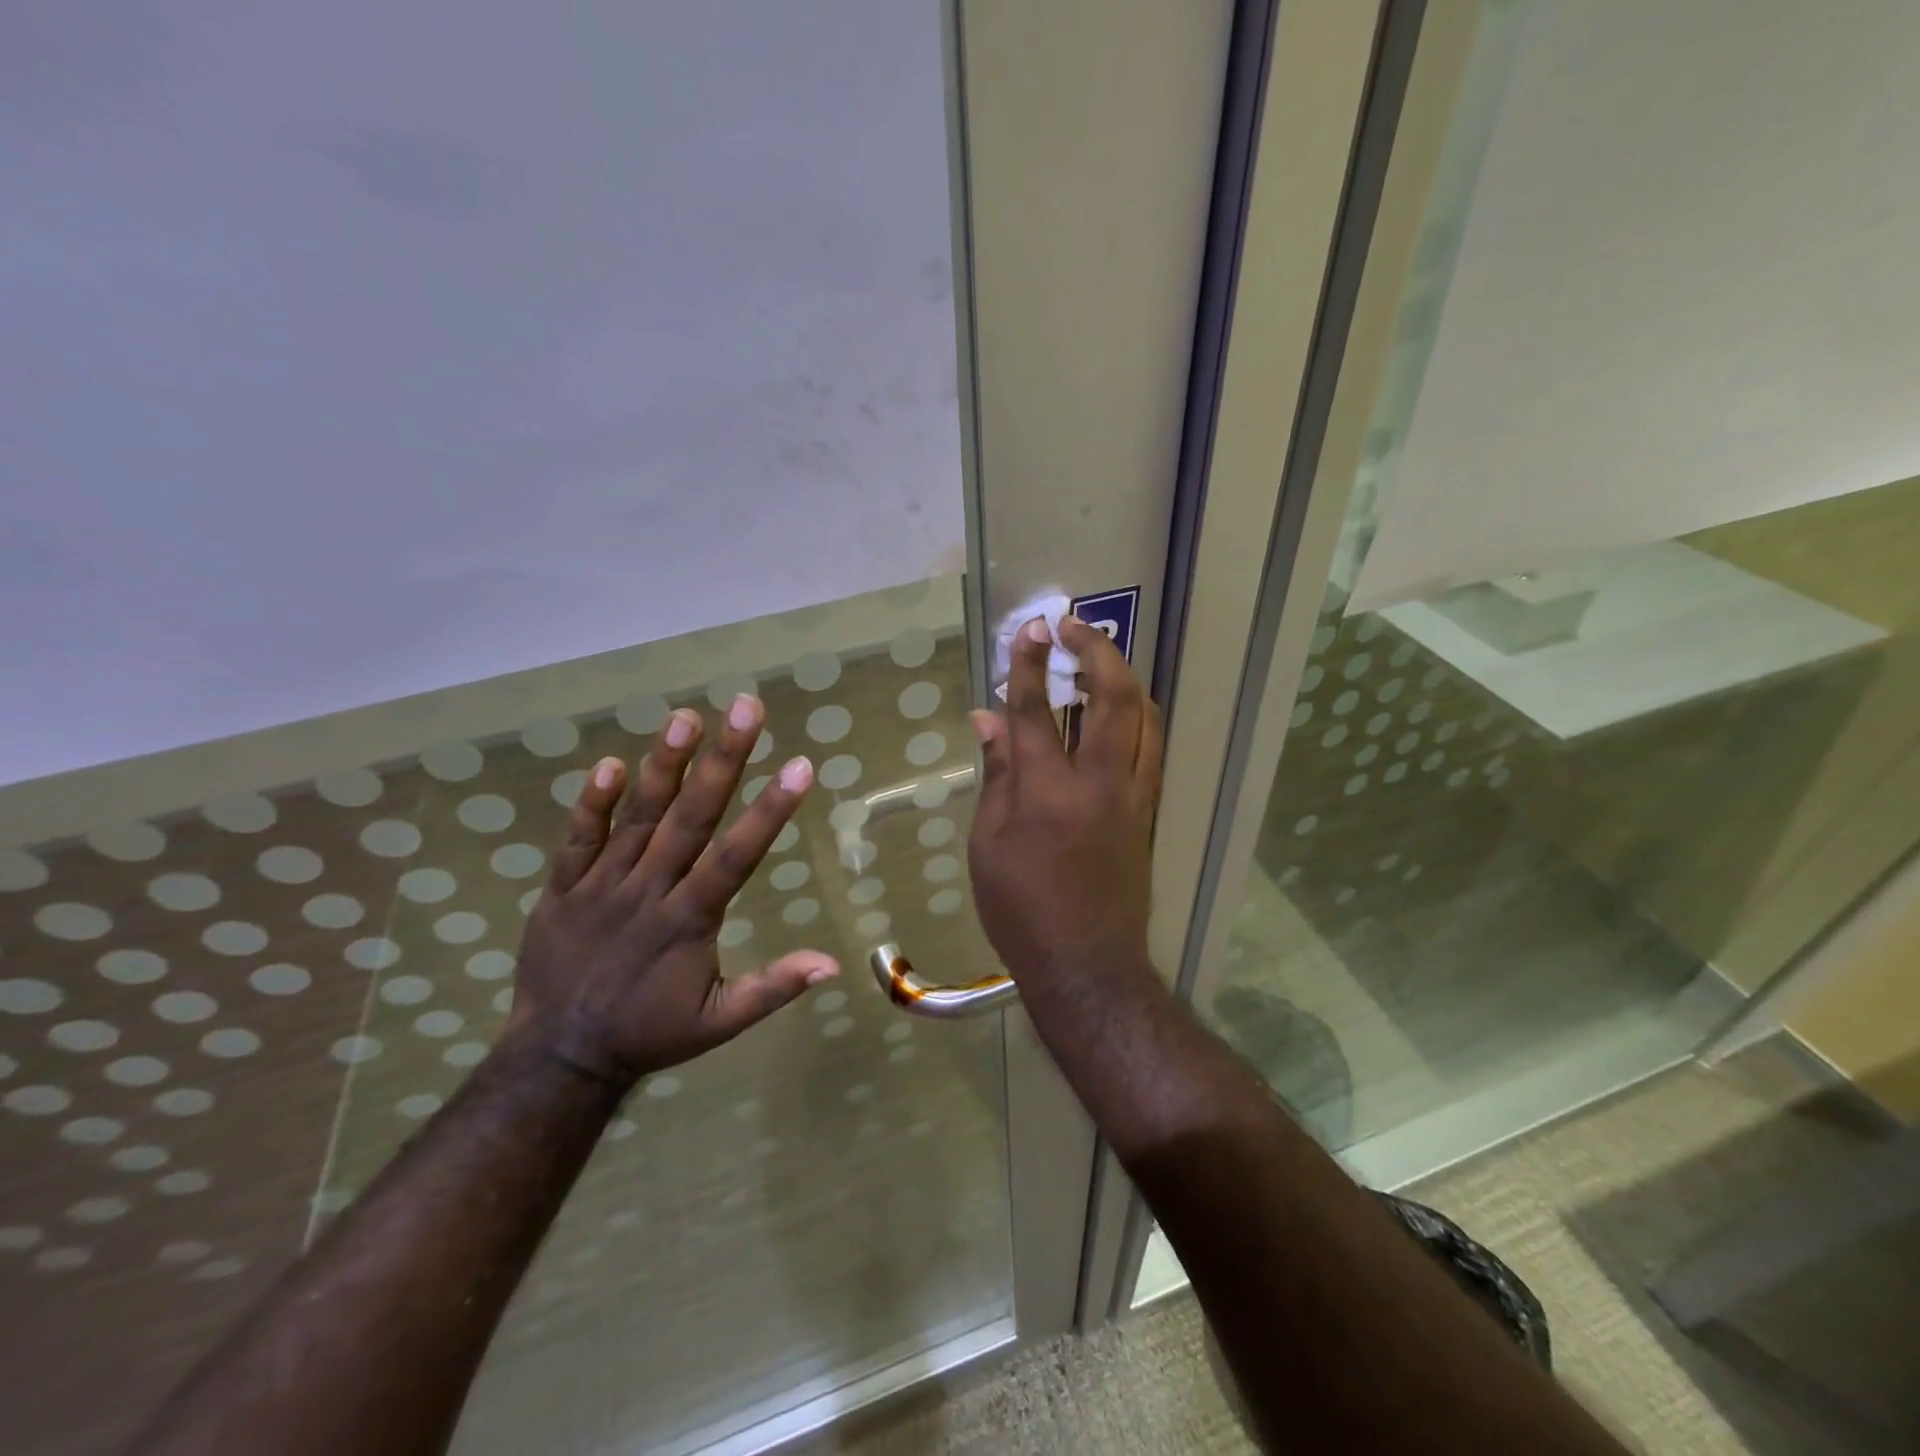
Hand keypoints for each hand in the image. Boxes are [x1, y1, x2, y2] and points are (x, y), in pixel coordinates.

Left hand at [503, 695, 837, 1088]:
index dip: (770, 810)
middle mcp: (648, 892)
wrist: (558, 1057)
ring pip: (637, 818)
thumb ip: (773, 987)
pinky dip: (592, 804)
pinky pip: (577, 840)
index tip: (799, 766)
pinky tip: (611, 764)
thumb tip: (833, 963)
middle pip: (691, 818)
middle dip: (724, 761)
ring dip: (664, 766)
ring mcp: (601, 887)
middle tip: (746, 708)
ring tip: (686, 718)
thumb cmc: (649, 1032)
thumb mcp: (720, 1022)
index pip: (737, 856)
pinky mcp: (562, 889)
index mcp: (689, 921)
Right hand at [967, 616, 1163, 994]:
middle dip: (1095, 651)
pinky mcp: (1148, 810)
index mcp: (1046, 792)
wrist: (1085, 963)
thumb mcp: (987, 843)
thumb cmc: (1020, 909)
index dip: (1028, 664)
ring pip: (1144, 716)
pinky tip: (1119, 709)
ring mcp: (1132, 795)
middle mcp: (1097, 782)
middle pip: (1111, 697)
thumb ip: (995, 774)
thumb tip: (988, 719)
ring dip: (1123, 676)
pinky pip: (1151, 745)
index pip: (1035, 710)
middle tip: (1072, 628)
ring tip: (1097, 660)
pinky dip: (1137, 714)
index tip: (1029, 629)